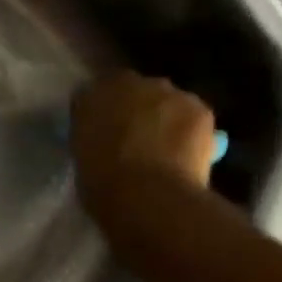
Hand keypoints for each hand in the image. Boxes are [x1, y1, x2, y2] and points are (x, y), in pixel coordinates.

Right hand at [70, 72, 217, 228]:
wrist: (149, 197)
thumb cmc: (104, 186)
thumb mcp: (81, 159)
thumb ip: (91, 138)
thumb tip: (102, 139)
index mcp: (92, 97)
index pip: (94, 94)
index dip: (100, 112)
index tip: (102, 131)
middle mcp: (129, 84)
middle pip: (133, 91)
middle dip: (134, 110)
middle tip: (134, 139)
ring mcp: (168, 93)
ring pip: (166, 101)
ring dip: (164, 117)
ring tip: (164, 149)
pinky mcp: (199, 108)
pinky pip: (193, 116)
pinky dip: (190, 131)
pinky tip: (186, 155)